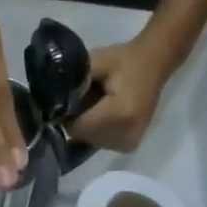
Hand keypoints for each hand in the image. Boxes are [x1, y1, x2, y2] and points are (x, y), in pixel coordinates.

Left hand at [66, 36, 175, 154]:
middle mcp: (126, 134)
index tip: (71, 99)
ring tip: (99, 106)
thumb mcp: (96, 62)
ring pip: (91, 141)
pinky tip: (106, 115)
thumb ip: (74, 82)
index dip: (68, 114)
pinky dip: (98, 131)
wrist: (154, 64)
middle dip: (78, 120)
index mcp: (119, 114)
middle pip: (83, 137)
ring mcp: (129, 143)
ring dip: (88, 127)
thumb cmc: (124, 60)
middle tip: (88, 99)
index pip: (77, 128)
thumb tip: (52, 101)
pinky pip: (101, 143)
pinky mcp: (129, 146)